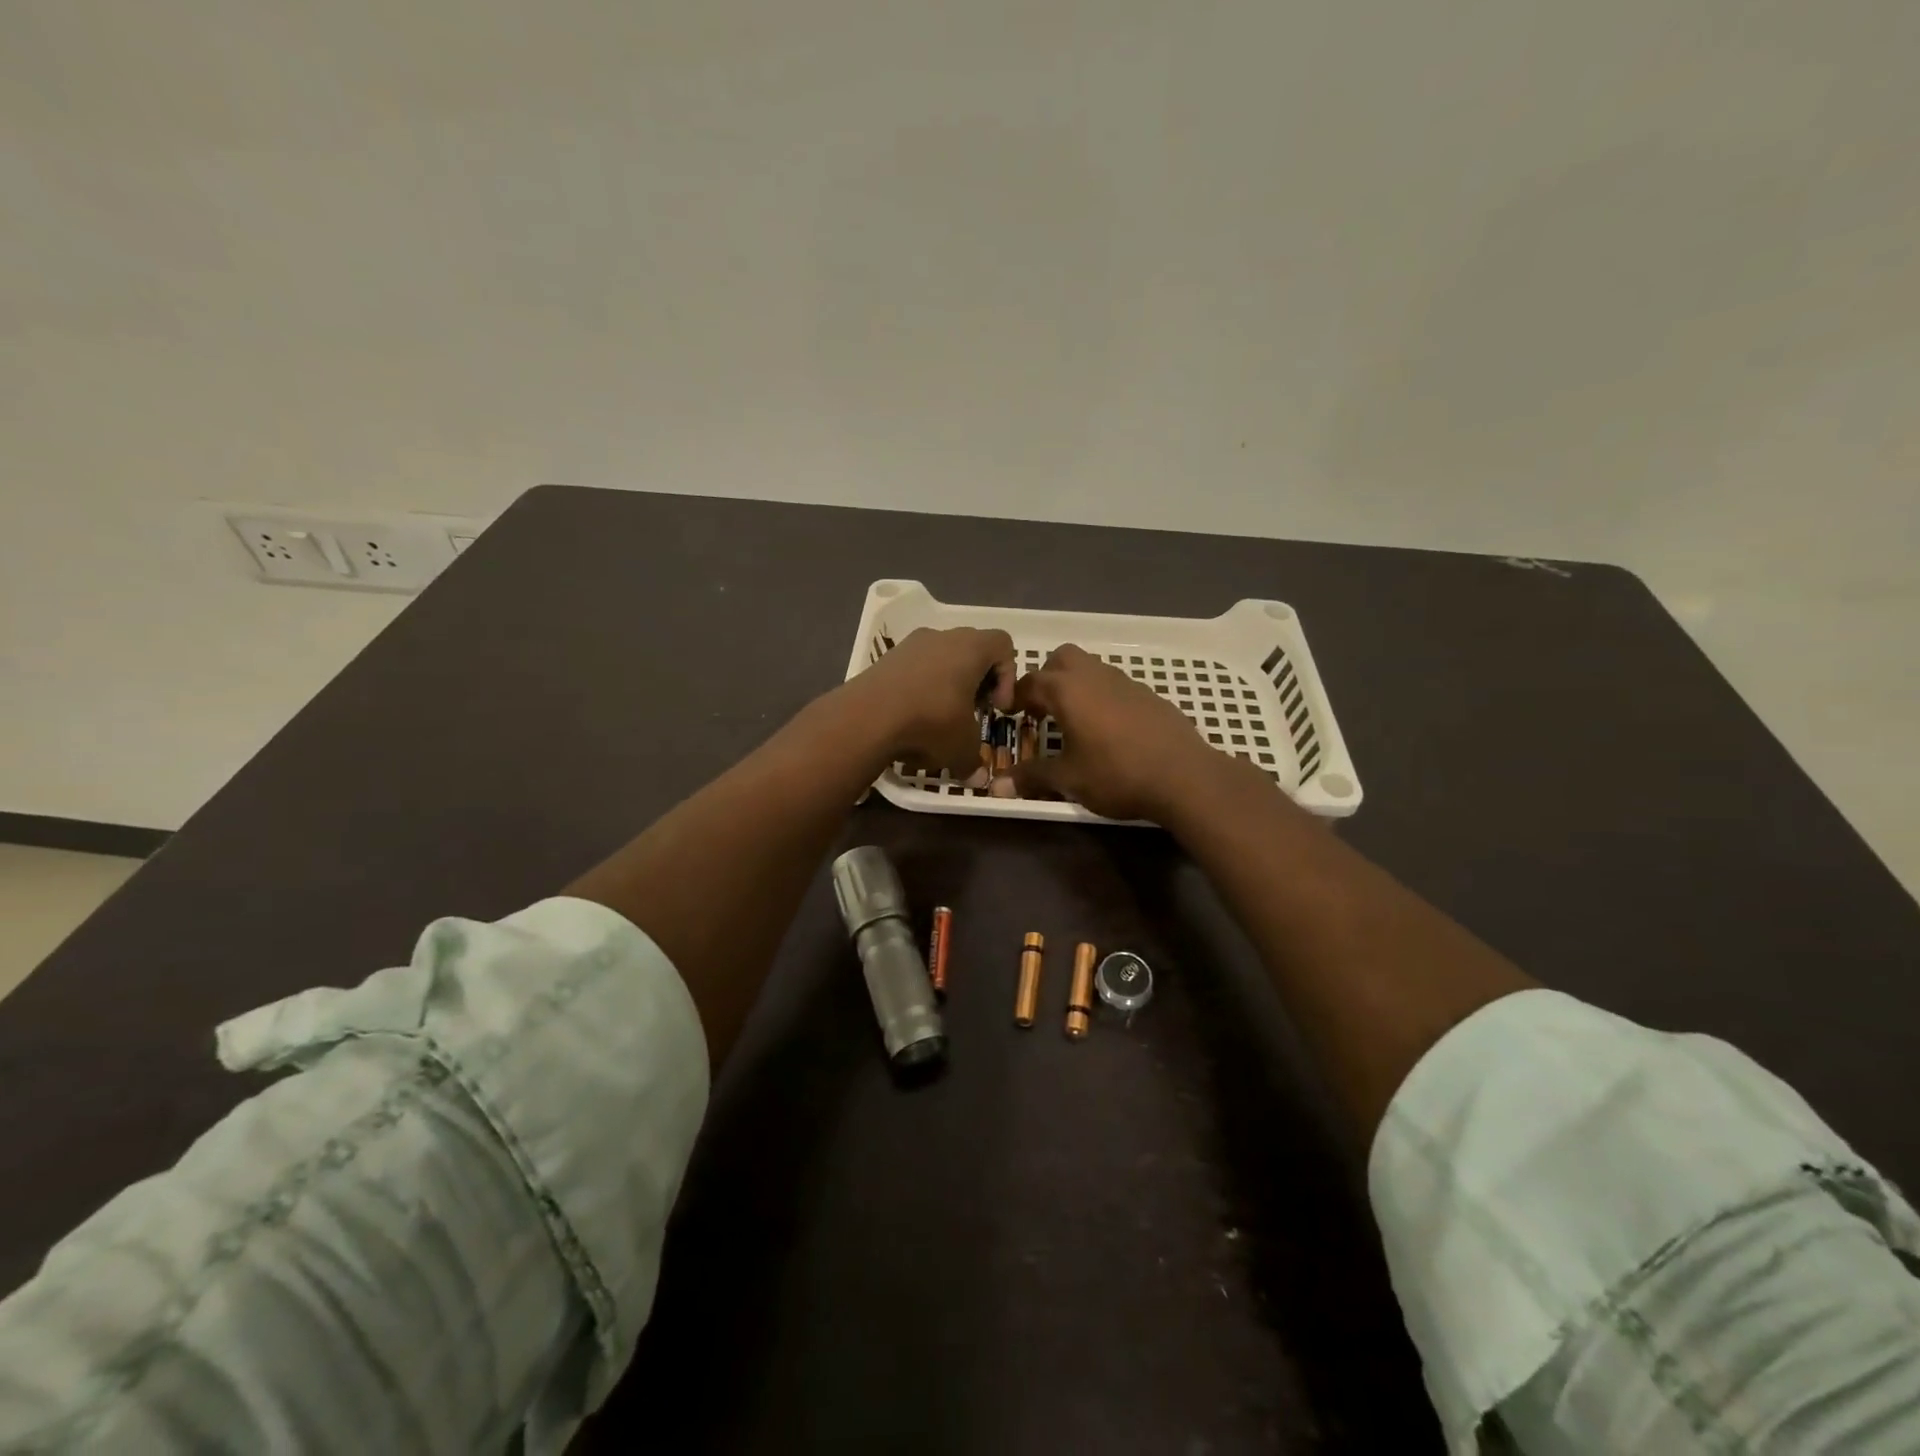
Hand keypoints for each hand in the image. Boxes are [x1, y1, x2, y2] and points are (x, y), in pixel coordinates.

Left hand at [841, 626, 1015, 777]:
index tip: (996, 707)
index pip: (1003, 644)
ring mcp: (909, 644)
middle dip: (976, 681)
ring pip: (940, 658)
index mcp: (971, 647)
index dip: (1007, 676)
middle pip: (971, 649)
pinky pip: (913, 668)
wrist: (865, 718)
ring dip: (946, 685)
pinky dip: (918, 688)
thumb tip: (978, 777)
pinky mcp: (884, 659)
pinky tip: (911, 718)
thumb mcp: (962, 749)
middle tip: (970, 712)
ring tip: (938, 719)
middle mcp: (942, 636)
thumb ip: (975, 761)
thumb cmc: (930, 723)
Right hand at [993, 643, 1226, 819]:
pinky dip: (1102, 698)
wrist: (1184, 776)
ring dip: (1076, 686)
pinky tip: (1109, 730)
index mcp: (1067, 690)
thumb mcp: (1068, 780)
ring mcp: (1125, 682)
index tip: (1009, 714)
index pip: (1030, 682)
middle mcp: (1094, 676)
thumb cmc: (1116, 774)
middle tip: (1042, 710)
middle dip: (1047, 678)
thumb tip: (998, 787)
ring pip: (1091, 669)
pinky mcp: (1149, 695)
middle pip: (1062, 659)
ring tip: (1074, 721)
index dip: (1015, 697)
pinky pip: (1115, 685)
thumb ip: (1032, 777)